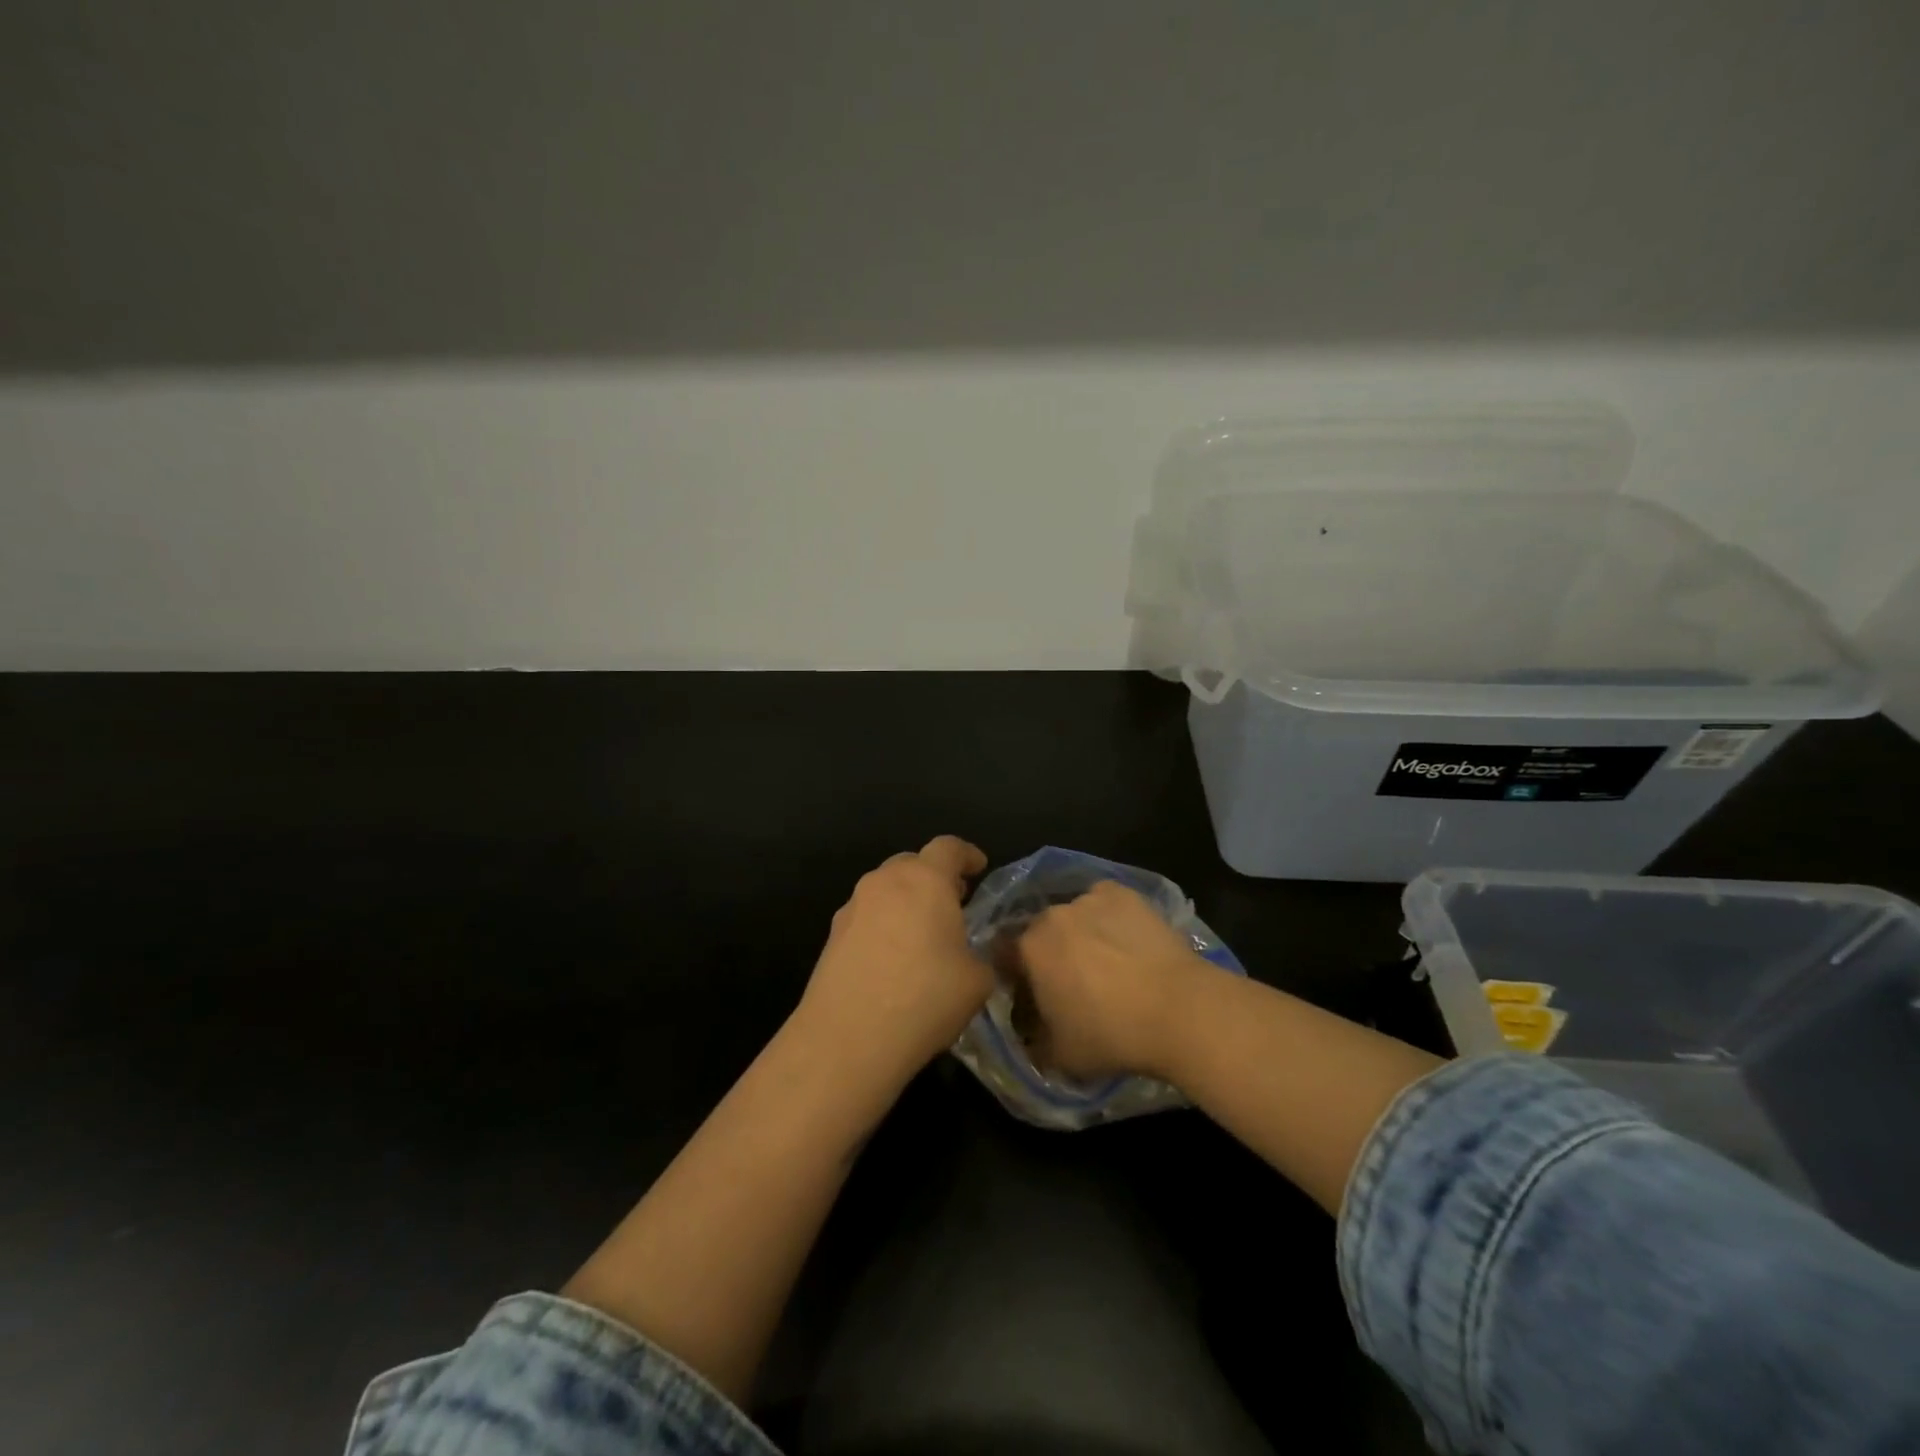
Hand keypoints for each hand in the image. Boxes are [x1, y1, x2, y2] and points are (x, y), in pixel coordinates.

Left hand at [794, 836, 992, 1084]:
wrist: (848, 1038)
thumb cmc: (924, 999)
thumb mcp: (977, 980)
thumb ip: (982, 955)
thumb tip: (971, 956)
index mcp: (925, 880)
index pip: (949, 847)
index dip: (967, 854)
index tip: (979, 867)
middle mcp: (885, 882)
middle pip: (913, 863)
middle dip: (934, 877)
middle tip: (953, 902)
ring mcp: (853, 907)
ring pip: (886, 889)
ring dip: (906, 901)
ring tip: (923, 934)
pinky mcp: (832, 935)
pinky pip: (867, 916)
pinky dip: (884, 925)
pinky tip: (893, 959)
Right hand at [1014, 880, 1212, 1081]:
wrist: (1179, 1009)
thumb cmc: (1111, 1035)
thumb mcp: (1061, 1057)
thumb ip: (1034, 1042)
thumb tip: (1031, 1036)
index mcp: (1028, 949)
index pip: (1005, 957)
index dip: (1016, 976)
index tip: (1033, 996)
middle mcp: (1052, 915)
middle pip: (1041, 933)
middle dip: (1051, 954)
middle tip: (1073, 981)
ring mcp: (1089, 898)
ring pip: (1075, 916)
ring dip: (1080, 934)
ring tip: (1109, 962)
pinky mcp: (1124, 892)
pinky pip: (1106, 903)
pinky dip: (1110, 917)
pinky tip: (1128, 941)